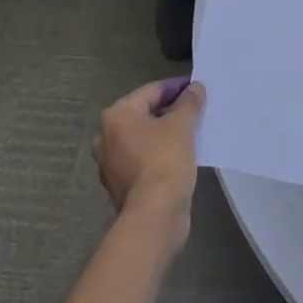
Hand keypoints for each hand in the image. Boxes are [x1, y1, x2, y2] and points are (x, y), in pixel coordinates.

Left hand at [93, 78, 204, 242]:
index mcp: (116, 115)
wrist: (154, 216)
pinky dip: (159, 154)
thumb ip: (189, 102)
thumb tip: (195, 87)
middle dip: (170, 111)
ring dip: (165, 133)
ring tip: (192, 132)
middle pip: (144, 114)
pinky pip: (142, 159)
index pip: (151, 91)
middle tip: (197, 110)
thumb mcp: (181, 125)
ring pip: (143, 138)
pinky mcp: (120, 185)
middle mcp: (105, 136)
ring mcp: (110, 163)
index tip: (197, 88)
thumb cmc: (164, 161)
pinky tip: (180, 155)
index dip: (176, 88)